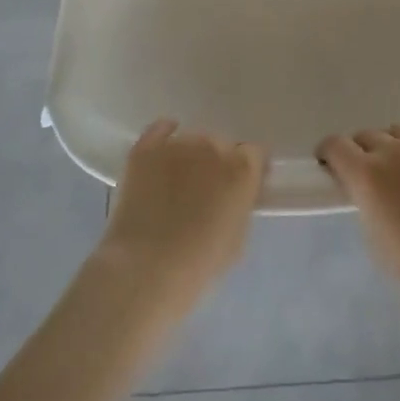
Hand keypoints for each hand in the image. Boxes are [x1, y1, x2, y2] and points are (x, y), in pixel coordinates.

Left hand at [97, 119, 265, 316]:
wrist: (145, 270)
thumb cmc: (199, 263)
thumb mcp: (238, 237)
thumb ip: (242, 203)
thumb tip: (237, 193)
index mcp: (242, 168)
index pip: (254, 153)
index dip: (249, 170)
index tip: (242, 187)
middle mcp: (213, 145)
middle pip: (221, 145)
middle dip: (217, 164)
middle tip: (206, 192)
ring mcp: (177, 144)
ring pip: (191, 141)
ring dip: (190, 157)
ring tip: (177, 185)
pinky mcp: (146, 149)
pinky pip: (160, 130)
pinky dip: (164, 137)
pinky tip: (162, 154)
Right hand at [318, 120, 399, 315]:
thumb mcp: (373, 235)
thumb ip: (363, 198)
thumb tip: (363, 185)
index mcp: (367, 174)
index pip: (335, 145)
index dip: (330, 154)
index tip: (333, 165)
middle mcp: (394, 150)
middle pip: (367, 136)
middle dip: (364, 154)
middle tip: (375, 177)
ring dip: (396, 146)